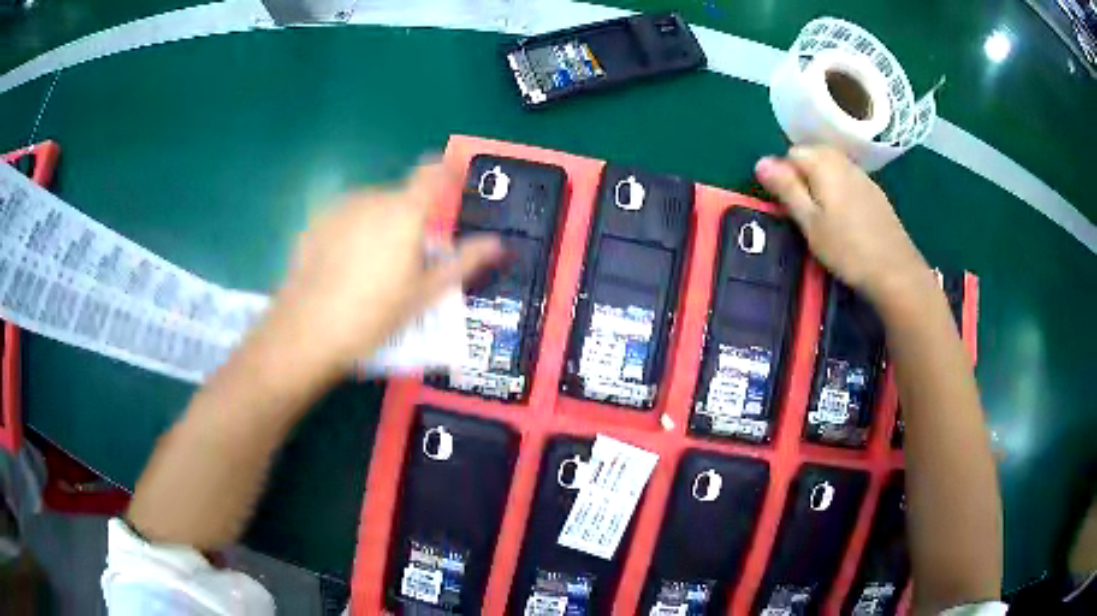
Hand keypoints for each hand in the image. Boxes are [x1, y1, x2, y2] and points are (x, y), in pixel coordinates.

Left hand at [267, 161, 502, 377]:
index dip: (446, 172)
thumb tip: (498, 243)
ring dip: (380, 226)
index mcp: (405, 211)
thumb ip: (463, 262)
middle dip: (410, 220)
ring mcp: (340, 208)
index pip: (432, 172)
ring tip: (372, 271)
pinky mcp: (316, 221)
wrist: (307, 329)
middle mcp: (373, 197)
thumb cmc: (373, 313)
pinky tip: (343, 269)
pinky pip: (347, 218)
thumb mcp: (425, 294)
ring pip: (372, 208)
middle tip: (408, 263)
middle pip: (401, 198)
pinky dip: (353, 233)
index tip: (454, 187)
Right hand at [755, 146, 930, 303]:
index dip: (784, 176)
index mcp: (824, 164)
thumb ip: (786, 189)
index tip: (787, 206)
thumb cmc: (847, 249)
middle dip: (802, 176)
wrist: (895, 271)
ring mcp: (862, 176)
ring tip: (822, 215)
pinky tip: (844, 217)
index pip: (791, 153)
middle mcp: (843, 161)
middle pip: (813, 154)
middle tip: (803, 212)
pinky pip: (848, 179)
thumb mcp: (809, 222)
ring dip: (821, 182)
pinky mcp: (875, 192)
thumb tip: (760, 161)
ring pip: (832, 166)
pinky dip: (839, 189)